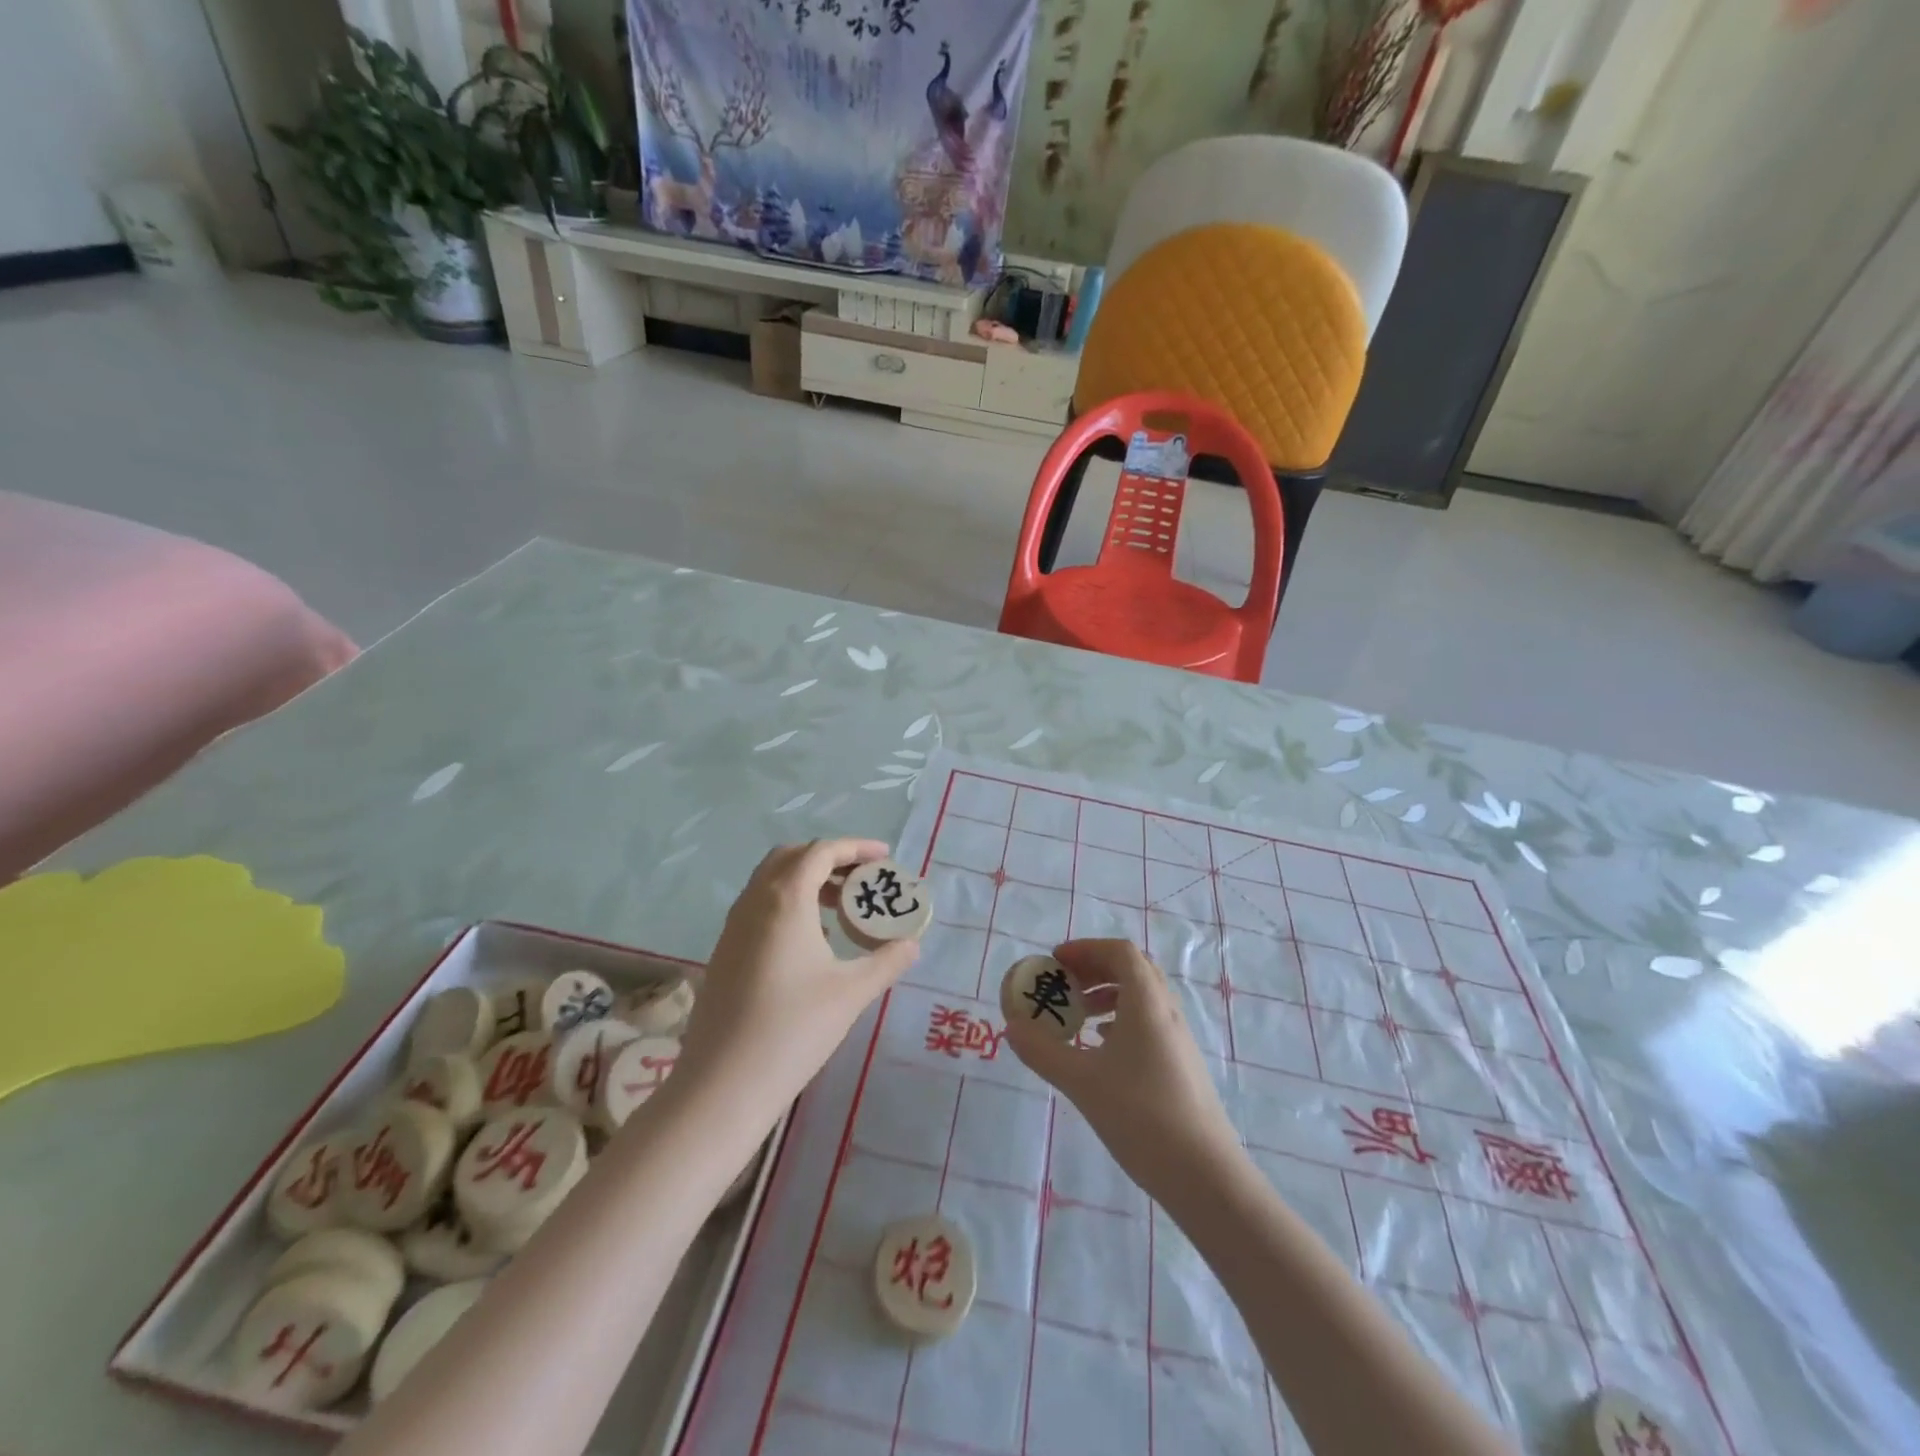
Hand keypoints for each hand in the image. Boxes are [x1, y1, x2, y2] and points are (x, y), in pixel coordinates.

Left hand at [678, 839, 918, 1122]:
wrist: (723, 1085)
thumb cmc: (793, 1029)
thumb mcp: (851, 993)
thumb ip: (886, 961)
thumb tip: (912, 944)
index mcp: (785, 899)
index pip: (822, 852)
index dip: (856, 848)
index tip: (885, 858)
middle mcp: (755, 901)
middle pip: (792, 857)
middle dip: (829, 859)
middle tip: (861, 879)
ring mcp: (733, 926)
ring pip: (771, 881)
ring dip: (807, 881)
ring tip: (841, 908)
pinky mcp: (725, 951)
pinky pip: (760, 906)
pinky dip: (788, 903)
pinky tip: (811, 940)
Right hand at [1003, 939, 1241, 1199]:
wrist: (1206, 1175)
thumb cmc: (1142, 1116)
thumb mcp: (1082, 1082)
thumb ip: (1043, 1051)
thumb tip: (1011, 1028)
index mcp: (1147, 1002)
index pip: (1119, 952)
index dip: (1085, 949)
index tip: (1055, 962)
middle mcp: (1167, 1011)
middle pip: (1132, 969)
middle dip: (1095, 969)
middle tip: (1064, 985)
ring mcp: (1178, 1039)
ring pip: (1142, 997)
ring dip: (1108, 995)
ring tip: (1078, 1016)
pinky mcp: (1181, 1065)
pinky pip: (1148, 1023)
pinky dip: (1121, 1021)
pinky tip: (1101, 1048)